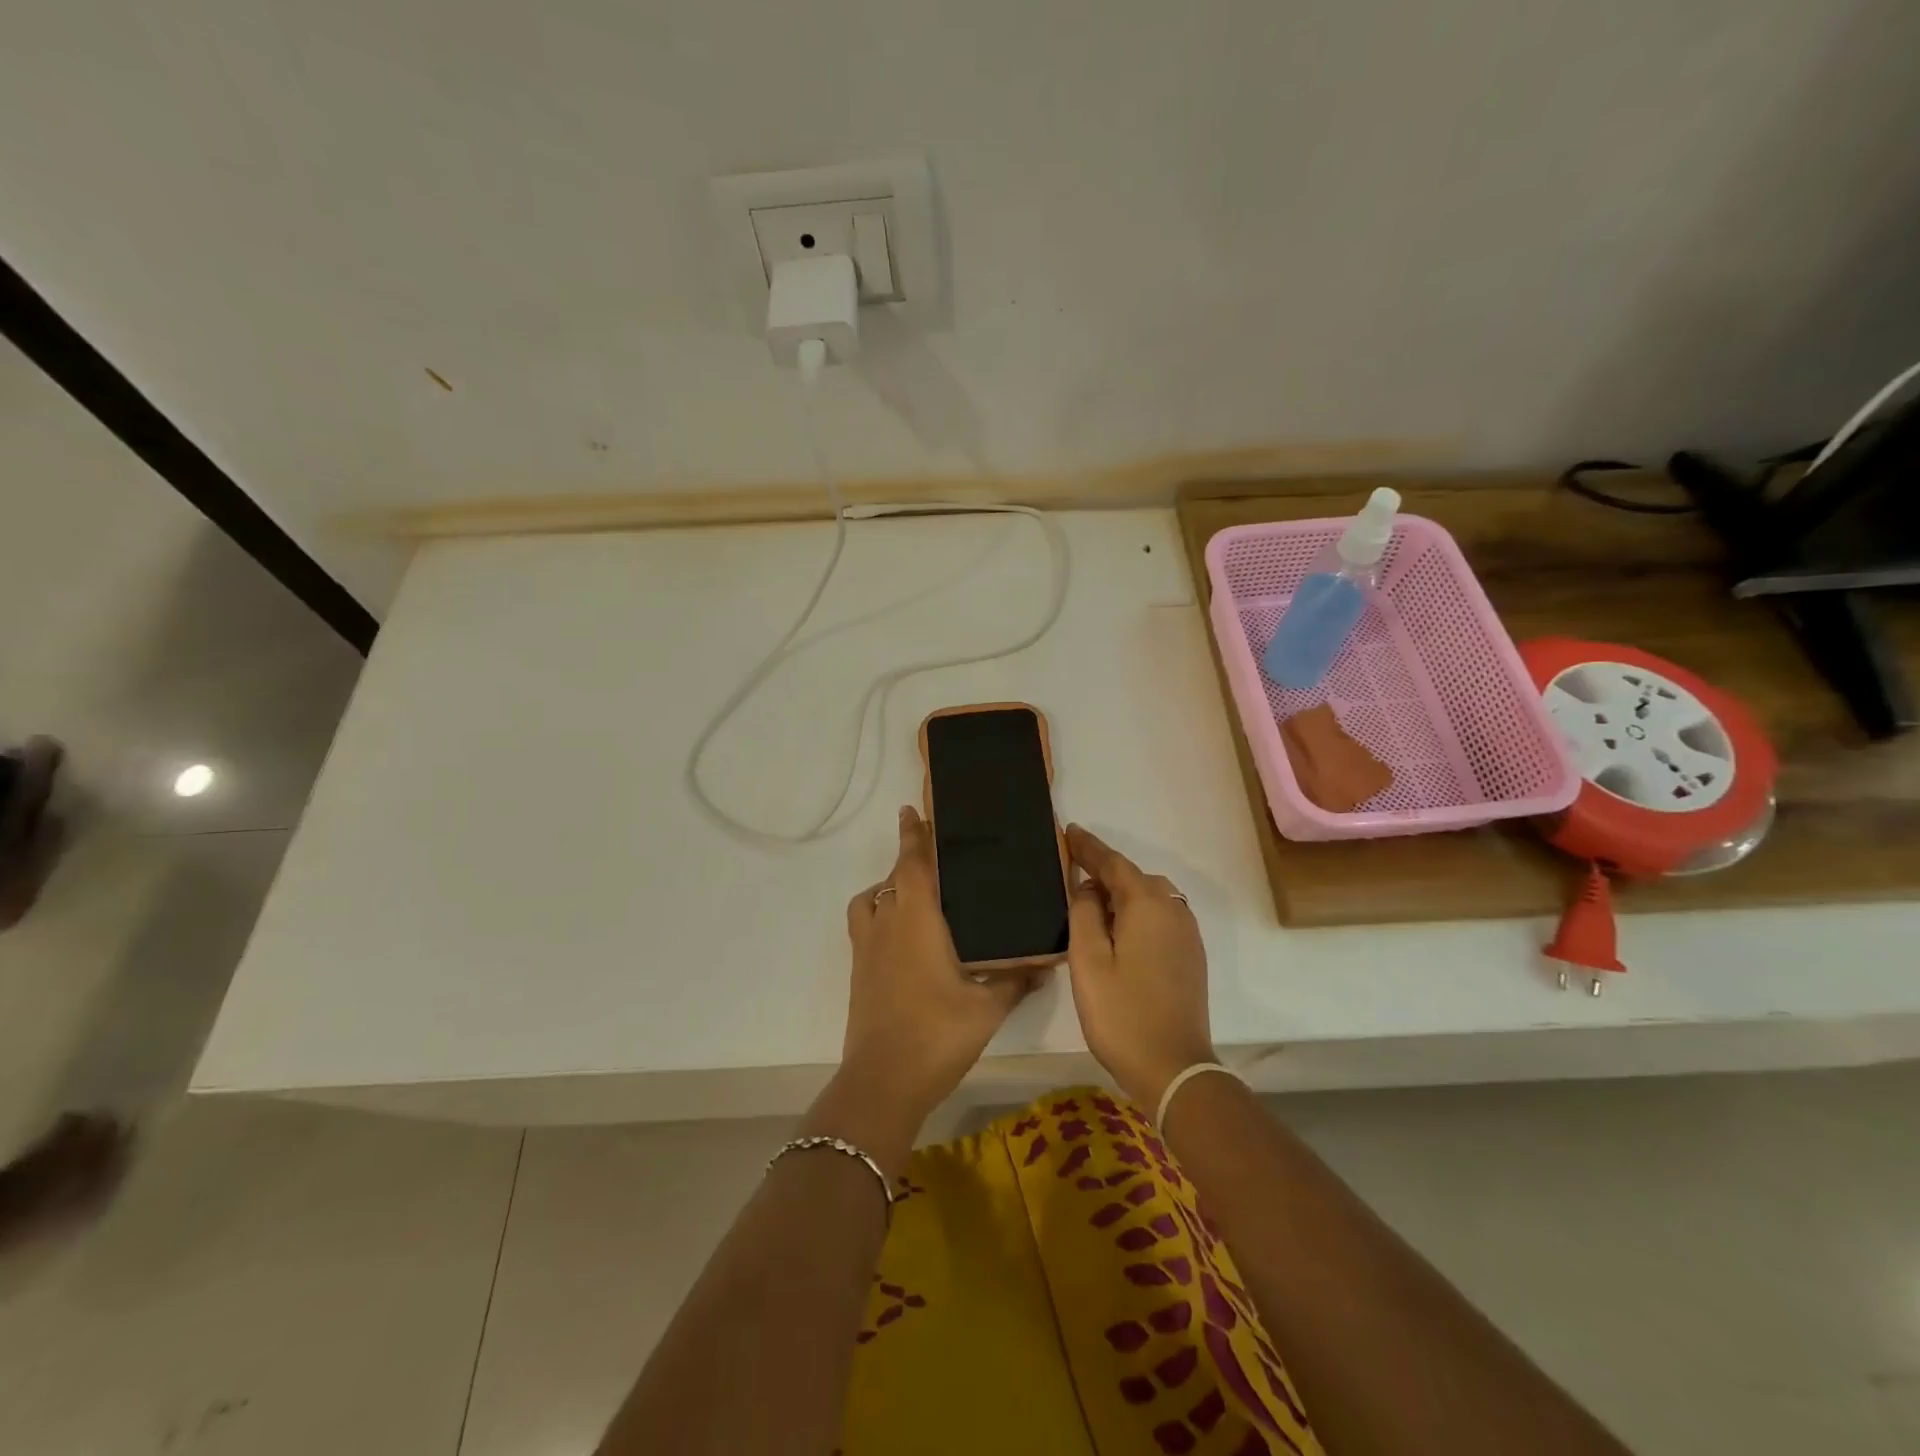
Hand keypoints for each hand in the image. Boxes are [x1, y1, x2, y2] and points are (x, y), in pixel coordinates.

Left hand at [836, 807, 1033, 1137]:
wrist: (883, 1082)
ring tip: (913, 895)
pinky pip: (865, 926)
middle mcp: (887, 924)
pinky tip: (903, 938)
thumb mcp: (987, 1007)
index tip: (909, 811)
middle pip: (892, 878)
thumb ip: (1014, 979)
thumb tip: (1042, 963)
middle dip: (906, 859)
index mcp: (917, 920)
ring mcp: (867, 949)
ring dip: (887, 888)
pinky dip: (879, 915)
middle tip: (930, 853)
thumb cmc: (937, 1034)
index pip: (912, 864)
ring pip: (871, 900)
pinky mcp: (859, 971)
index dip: (912, 836)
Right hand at [1065, 825, 1215, 1111]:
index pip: (1113, 863)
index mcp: (1147, 904)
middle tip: (1072, 868)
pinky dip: (1138, 911)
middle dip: (1104, 870)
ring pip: (1150, 896)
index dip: (1089, 847)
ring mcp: (1187, 933)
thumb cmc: (1122, 1013)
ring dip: (1122, 892)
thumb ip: (1084, 913)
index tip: (1069, 830)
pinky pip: (1161, 915)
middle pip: (1133, 877)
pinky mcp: (1191, 954)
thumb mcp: (1088, 960)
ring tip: (1091, 900)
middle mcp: (1173, 909)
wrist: (1174, 1068)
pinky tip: (1120, 928)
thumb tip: (1087, 887)